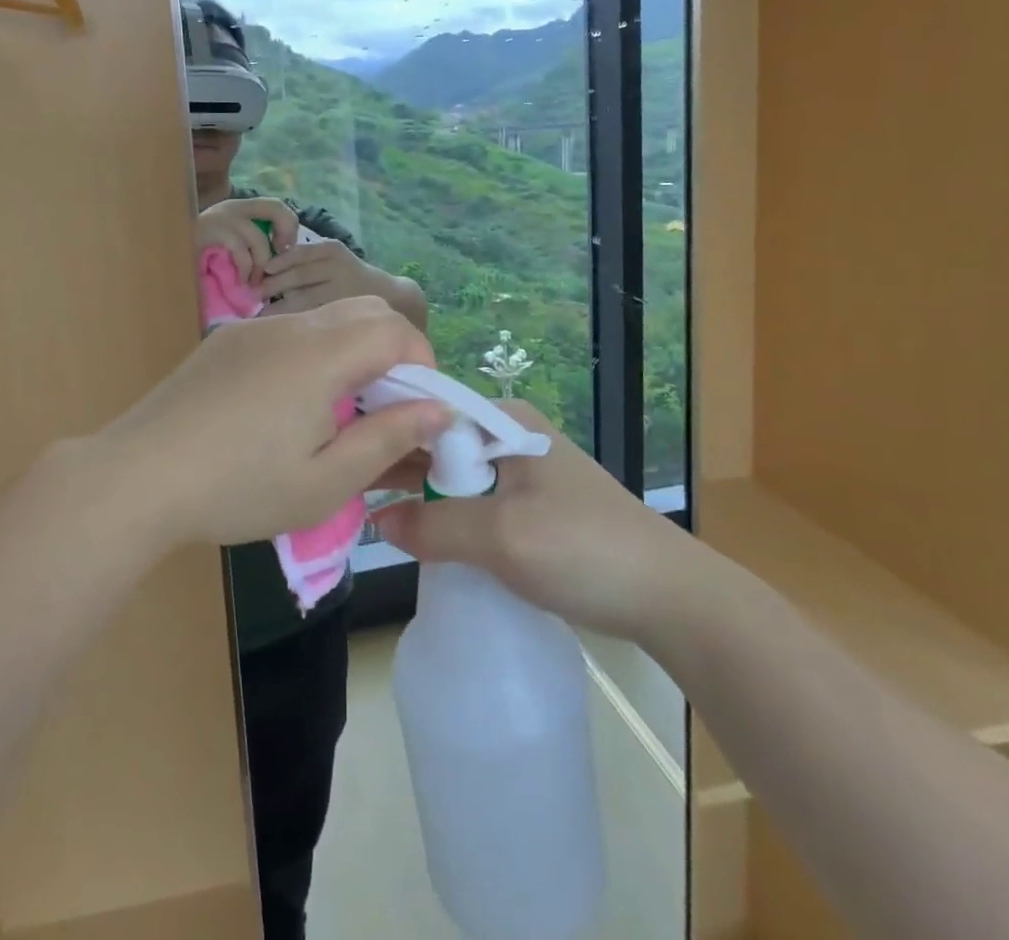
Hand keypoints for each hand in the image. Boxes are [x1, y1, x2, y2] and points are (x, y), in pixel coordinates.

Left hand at [99, 297, 449, 547]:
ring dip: (350, 352)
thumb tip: (439, 410)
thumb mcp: (325, 481)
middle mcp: (289, 326)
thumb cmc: (238, 488)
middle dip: (391, 351)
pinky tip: (284, 407)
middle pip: (364, 311)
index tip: (418, 409)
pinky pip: (287, 332)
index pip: (395, 328)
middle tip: (383, 409)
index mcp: (320, 354)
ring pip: (325, 320)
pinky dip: (311, 355)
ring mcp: (252, 328)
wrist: (135, 478)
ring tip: (335, 413)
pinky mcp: (225, 340)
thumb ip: (389, 439)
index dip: (422, 362)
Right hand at [196, 198, 297, 282]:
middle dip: (286, 233)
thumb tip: (281, 254)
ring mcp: (220, 217)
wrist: (164, 257)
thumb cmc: (198, 259)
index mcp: (239, 209)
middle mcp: (232, 207)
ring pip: (258, 237)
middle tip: (279, 260)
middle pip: (275, 208)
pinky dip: (245, 269)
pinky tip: (241, 281)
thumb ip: (251, 244)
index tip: (285, 249)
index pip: (277, 205)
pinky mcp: (209, 232)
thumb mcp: (230, 248)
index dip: (290, 226)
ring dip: (262, 264)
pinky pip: (239, 249)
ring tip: (255, 282)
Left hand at [260, 238, 381, 312]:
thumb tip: (264, 271)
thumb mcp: (331, 258)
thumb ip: (305, 260)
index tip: (261, 271)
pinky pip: (312, 315)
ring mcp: (340, 291)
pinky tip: (280, 325)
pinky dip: (294, 319)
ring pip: (303, 298)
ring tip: (259, 314)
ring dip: (279, 306)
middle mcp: (337, 268)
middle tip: (253, 294)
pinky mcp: (341, 311)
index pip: (300, 254)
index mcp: (331, 250)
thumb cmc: (348, 275)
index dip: (278, 262)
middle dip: (273, 285)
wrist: (385, 294)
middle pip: (299, 275)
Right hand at [371, 401, 691, 639]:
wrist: (669, 598)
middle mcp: (510, 435)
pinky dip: (443, 513)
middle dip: (394, 461)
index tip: (338, 448)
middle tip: (341, 484)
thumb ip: (435, 527)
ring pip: (452, 474)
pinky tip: (414, 531)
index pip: (428, 410)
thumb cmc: (584, 550)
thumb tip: (377, 522)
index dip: (383, 427)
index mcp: (504, 420)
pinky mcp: (530, 507)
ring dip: (416, 491)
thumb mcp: (502, 537)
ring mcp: (521, 472)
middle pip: (437, 442)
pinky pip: (473, 501)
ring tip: (363, 506)